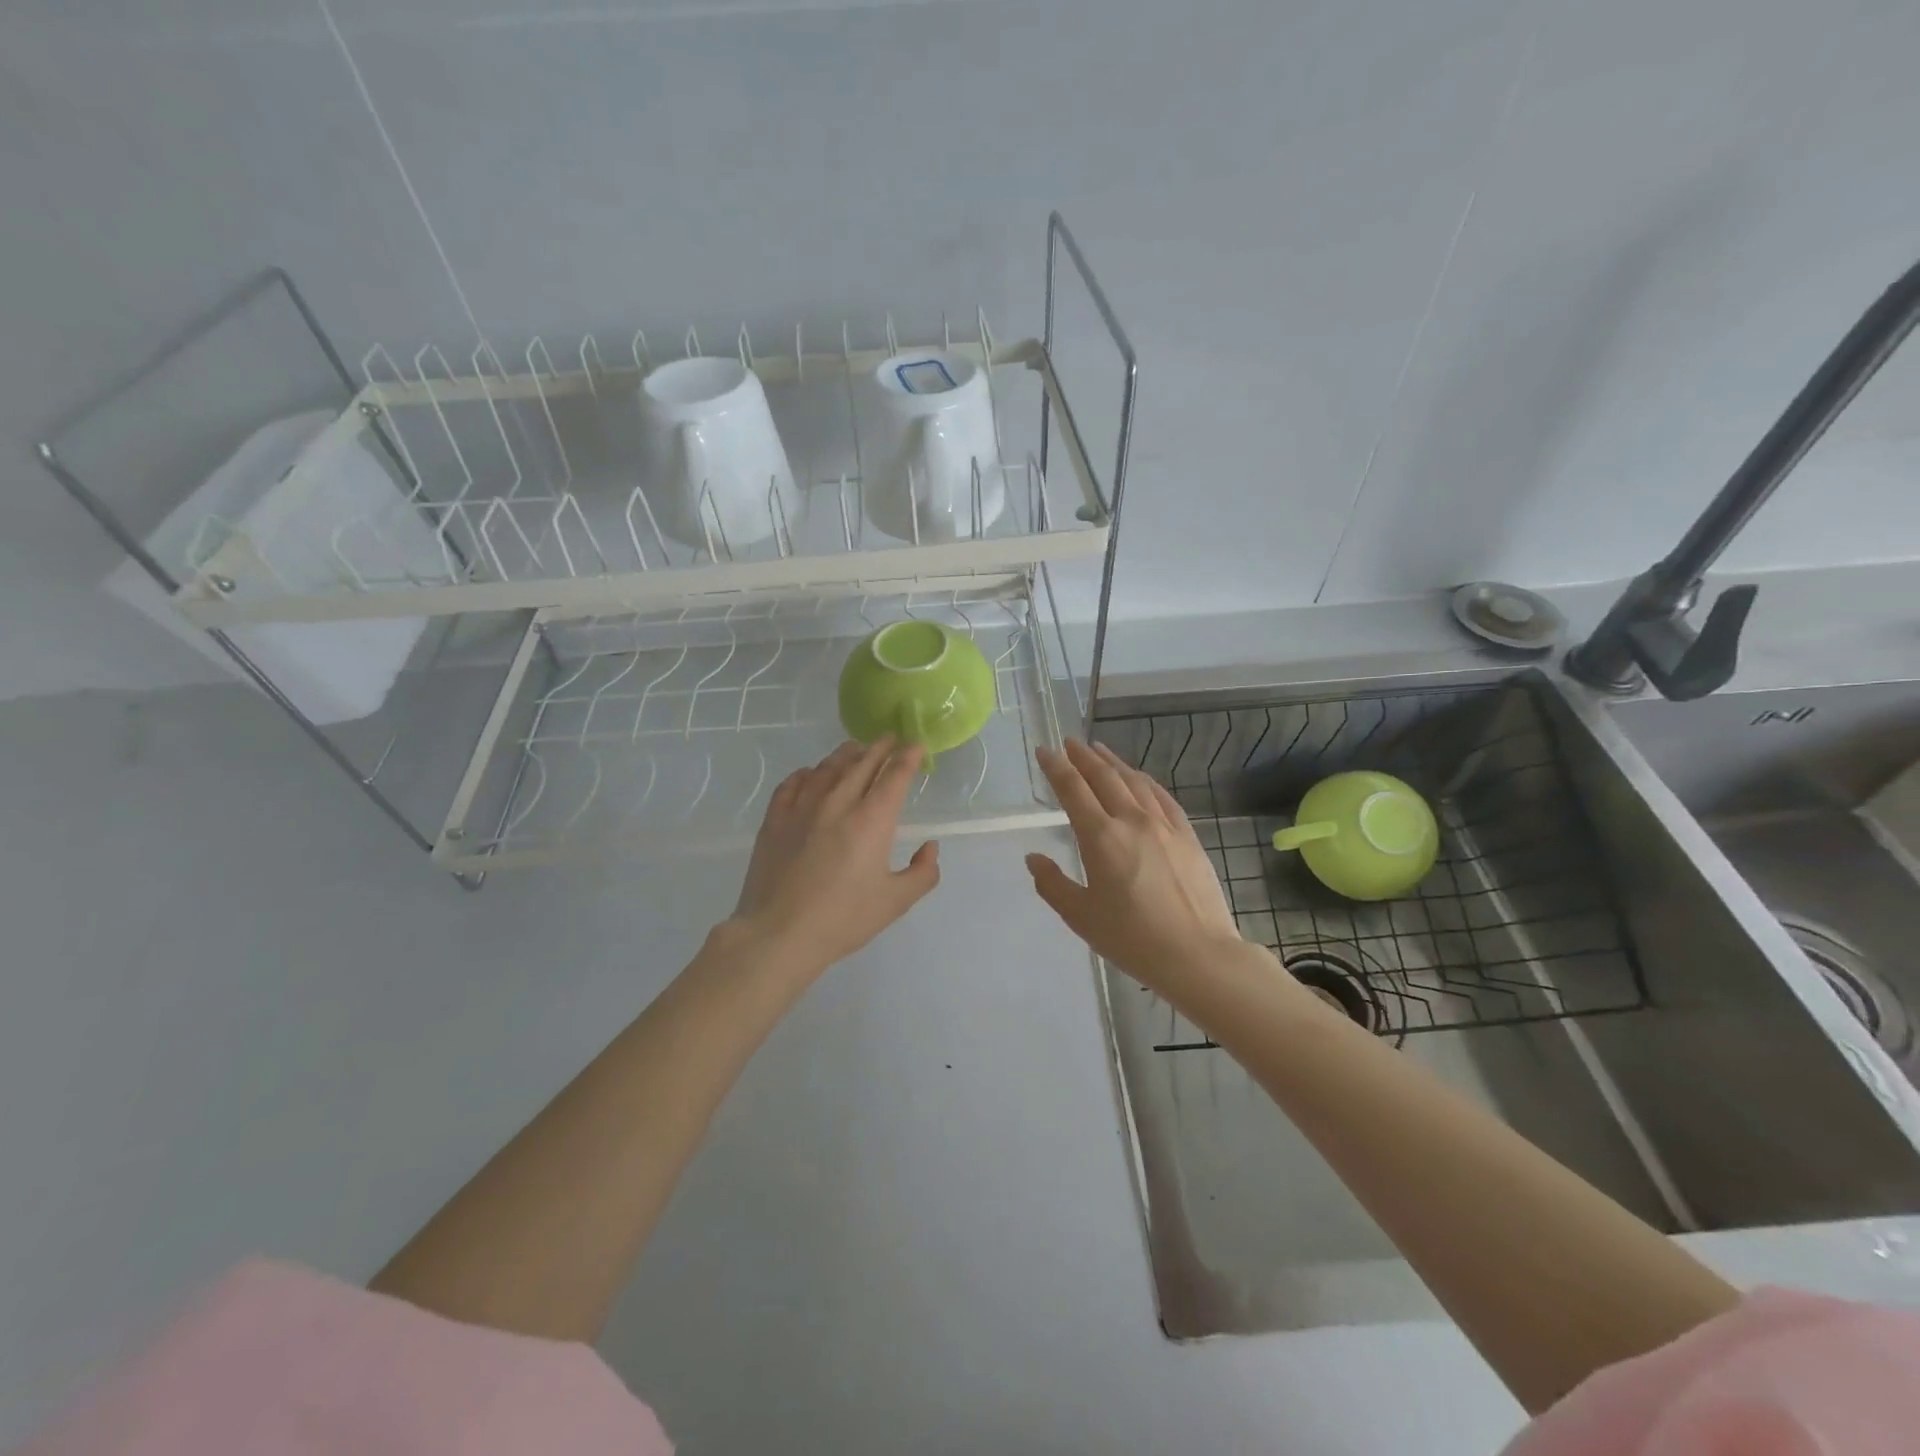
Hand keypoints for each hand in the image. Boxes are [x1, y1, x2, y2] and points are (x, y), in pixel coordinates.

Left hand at [728, 737, 940, 976]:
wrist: (779, 933)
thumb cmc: (843, 919)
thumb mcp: (895, 902)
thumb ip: (922, 872)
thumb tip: (930, 847)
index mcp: (872, 820)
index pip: (895, 775)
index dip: (908, 757)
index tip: (916, 745)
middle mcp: (838, 803)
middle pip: (862, 763)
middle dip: (880, 748)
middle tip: (890, 738)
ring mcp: (802, 808)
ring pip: (827, 768)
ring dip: (846, 754)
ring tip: (854, 748)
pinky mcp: (775, 819)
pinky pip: (793, 783)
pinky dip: (808, 773)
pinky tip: (811, 774)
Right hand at [1027, 739, 1252, 996]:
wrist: (1198, 954)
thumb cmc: (1133, 939)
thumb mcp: (1081, 917)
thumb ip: (1053, 884)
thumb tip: (1033, 858)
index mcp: (1101, 838)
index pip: (1073, 789)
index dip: (1056, 767)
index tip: (1044, 750)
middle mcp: (1132, 820)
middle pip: (1104, 777)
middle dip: (1083, 757)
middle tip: (1069, 742)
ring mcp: (1164, 825)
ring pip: (1134, 781)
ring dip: (1113, 762)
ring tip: (1099, 750)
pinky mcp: (1187, 835)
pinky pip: (1162, 796)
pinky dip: (1144, 781)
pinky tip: (1139, 778)